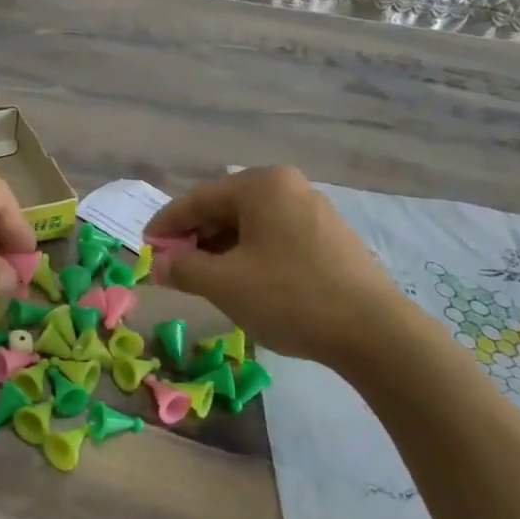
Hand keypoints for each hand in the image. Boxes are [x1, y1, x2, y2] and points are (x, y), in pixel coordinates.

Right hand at [146, 166, 408, 363]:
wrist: (374, 333)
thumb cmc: (289, 297)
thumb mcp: (224, 284)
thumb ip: (183, 268)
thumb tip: (159, 264)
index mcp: (262, 185)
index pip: (198, 199)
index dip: (166, 224)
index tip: (145, 247)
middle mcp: (289, 186)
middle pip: (225, 208)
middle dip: (194, 237)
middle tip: (172, 265)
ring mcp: (314, 210)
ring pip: (251, 224)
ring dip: (220, 247)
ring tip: (203, 276)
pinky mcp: (329, 238)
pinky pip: (275, 236)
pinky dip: (249, 253)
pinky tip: (242, 279)